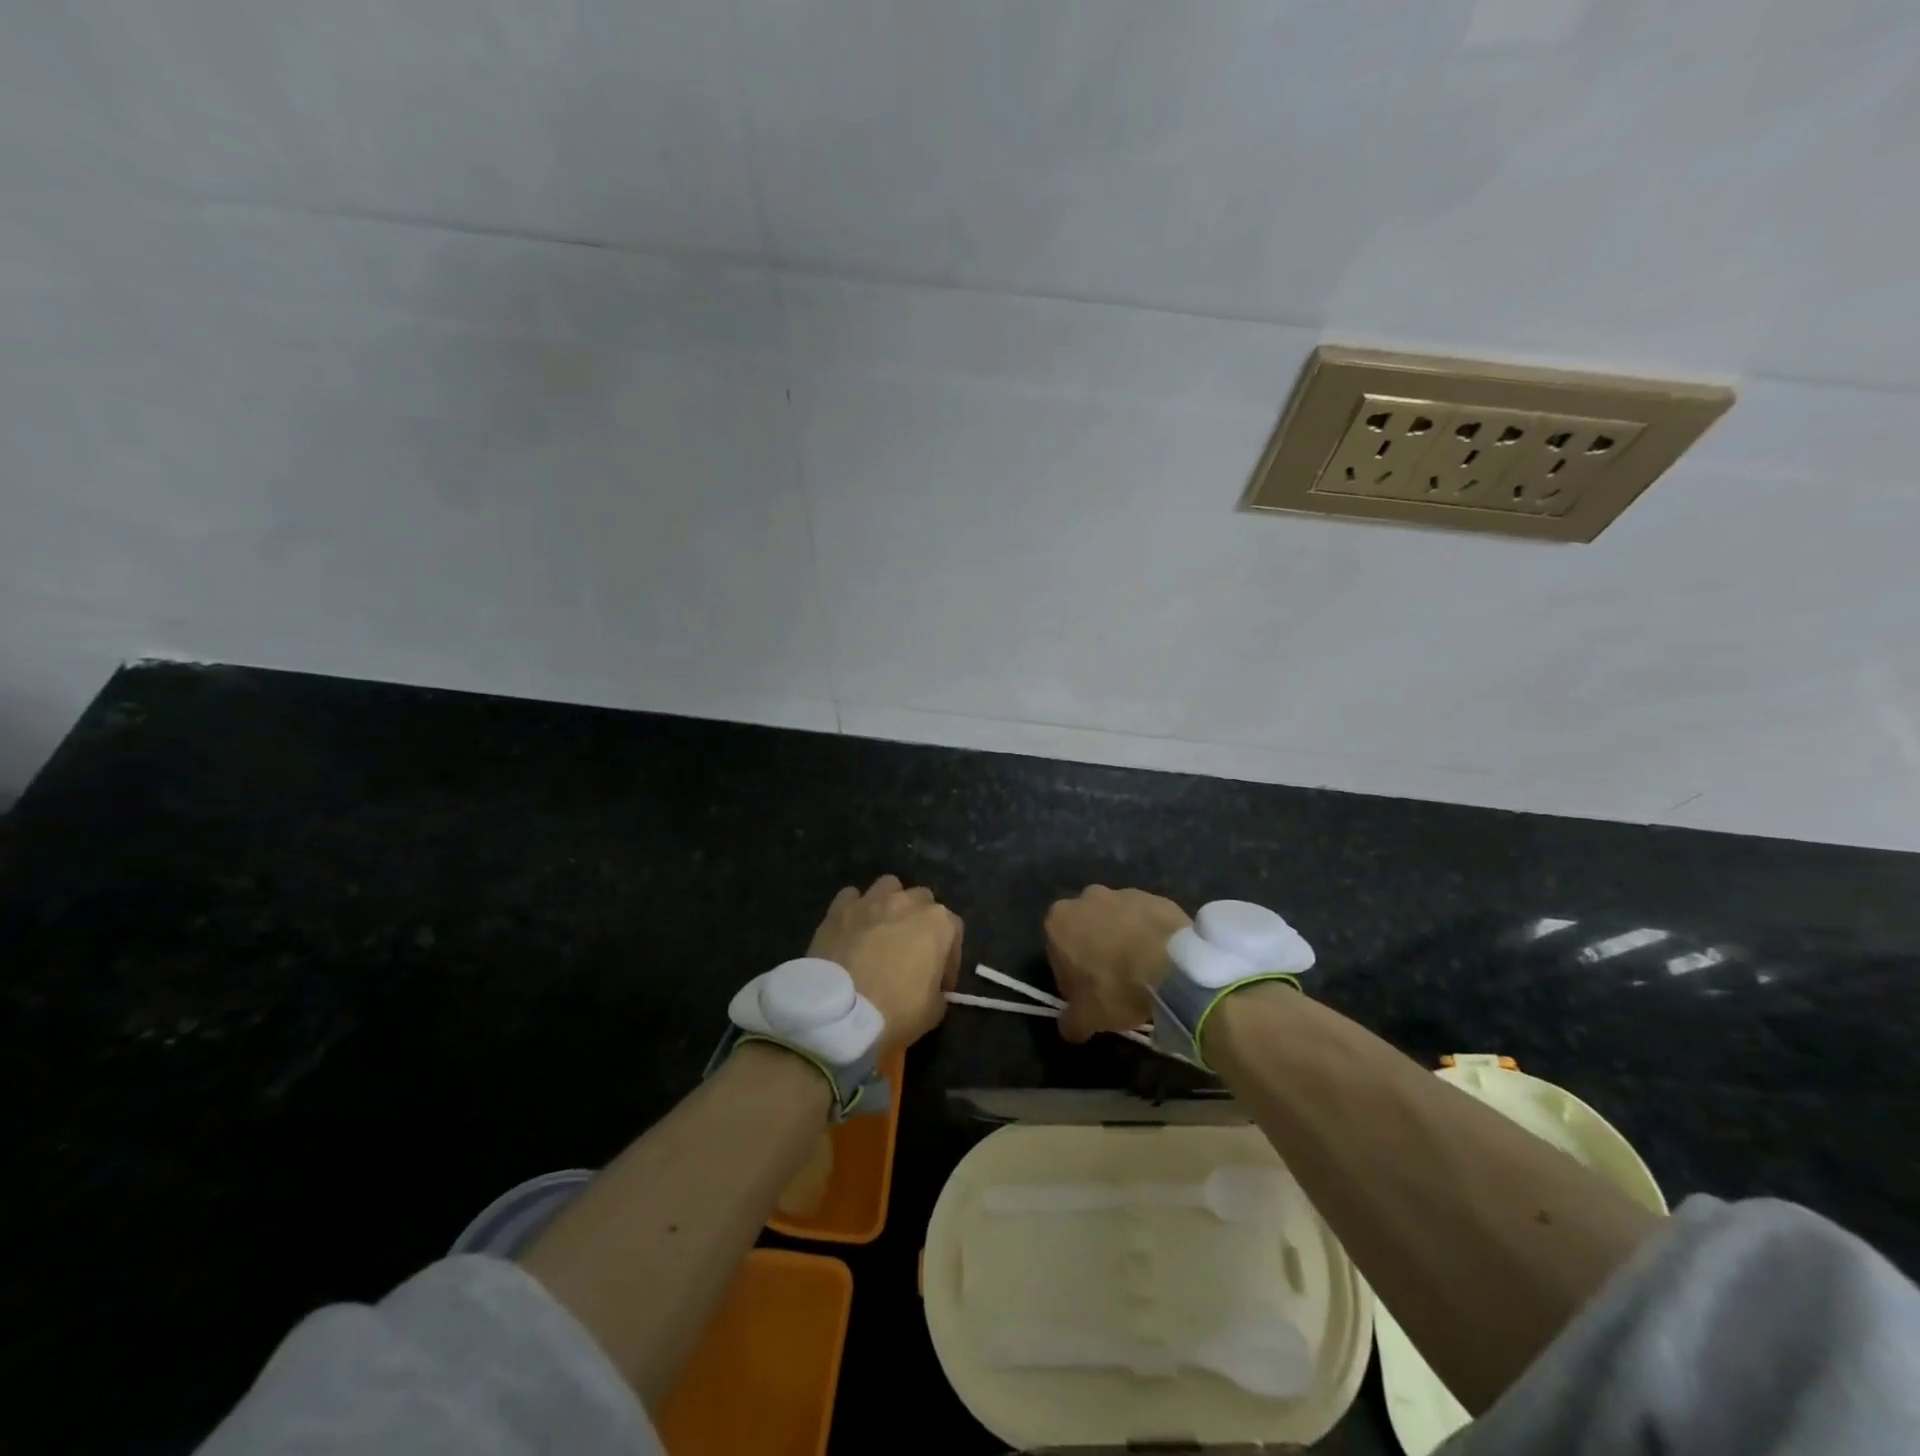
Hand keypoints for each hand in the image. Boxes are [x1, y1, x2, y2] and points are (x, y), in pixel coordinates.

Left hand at [808, 875, 962, 1054]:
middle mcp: (907, 902)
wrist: (838, 1013)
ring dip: (890, 904)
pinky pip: (852, 897)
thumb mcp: (933, 1012)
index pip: (955, 930)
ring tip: (882, 930)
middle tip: (911, 953)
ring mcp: (871, 900)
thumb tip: (931, 988)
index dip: (950, 957)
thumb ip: (939, 991)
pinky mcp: (839, 908)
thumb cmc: (894, 1011)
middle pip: (922, 901)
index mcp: (938, 923)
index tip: (940, 983)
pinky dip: (855, 909)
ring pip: (888, 887)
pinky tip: (852, 928)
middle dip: (920, 923)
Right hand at [1045, 886, 1189, 1042]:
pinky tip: (1161, 959)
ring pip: (1116, 921)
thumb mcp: (1086, 1018)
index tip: (1088, 995)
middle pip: (1086, 930)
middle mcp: (1086, 898)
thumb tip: (1068, 1027)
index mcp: (1059, 921)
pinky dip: (1149, 935)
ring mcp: (1123, 893)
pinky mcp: (1155, 897)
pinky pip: (1145, 919)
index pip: (1057, 952)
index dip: (1071, 976)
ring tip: (1142, 972)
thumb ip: (1070, 1022)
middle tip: (1114, 983)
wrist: (1172, 966)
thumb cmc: (1116, 988)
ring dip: (1123, 940)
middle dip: (1095, 951)